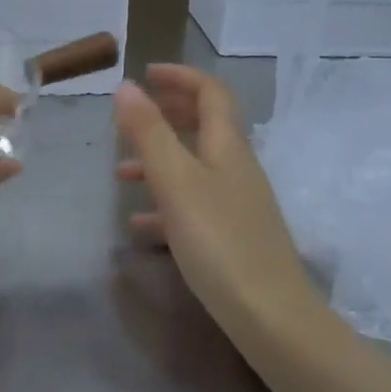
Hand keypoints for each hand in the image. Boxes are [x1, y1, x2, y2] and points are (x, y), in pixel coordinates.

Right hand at [114, 64, 315, 319]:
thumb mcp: (176, 182)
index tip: (144, 75)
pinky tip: (140, 226)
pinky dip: (165, 202)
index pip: (211, 92)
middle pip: (205, 125)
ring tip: (120, 173)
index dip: (180, 77)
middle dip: (168, 114)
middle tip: (131, 117)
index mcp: (227, 146)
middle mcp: (236, 167)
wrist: (269, 316)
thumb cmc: (219, 241)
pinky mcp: (232, 235)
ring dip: (159, 160)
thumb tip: (127, 86)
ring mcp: (237, 202)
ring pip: (195, 166)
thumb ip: (149, 133)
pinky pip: (193, 204)